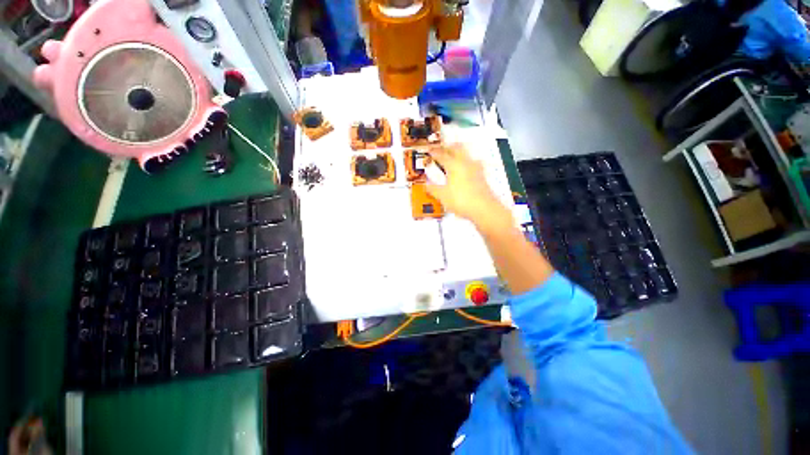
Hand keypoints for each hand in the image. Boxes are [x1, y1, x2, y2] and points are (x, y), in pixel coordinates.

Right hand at [426, 144, 510, 228]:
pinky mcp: (481, 174)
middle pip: (456, 148)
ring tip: (452, 154)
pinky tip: (465, 167)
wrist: (484, 208)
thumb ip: (433, 189)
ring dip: (458, 151)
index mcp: (453, 165)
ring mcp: (475, 167)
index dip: (434, 152)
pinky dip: (465, 160)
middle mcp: (465, 162)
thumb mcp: (443, 196)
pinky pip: (472, 161)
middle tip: (441, 148)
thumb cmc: (461, 200)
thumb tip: (425, 185)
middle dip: (447, 146)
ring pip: (465, 153)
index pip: (441, 155)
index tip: (429, 150)